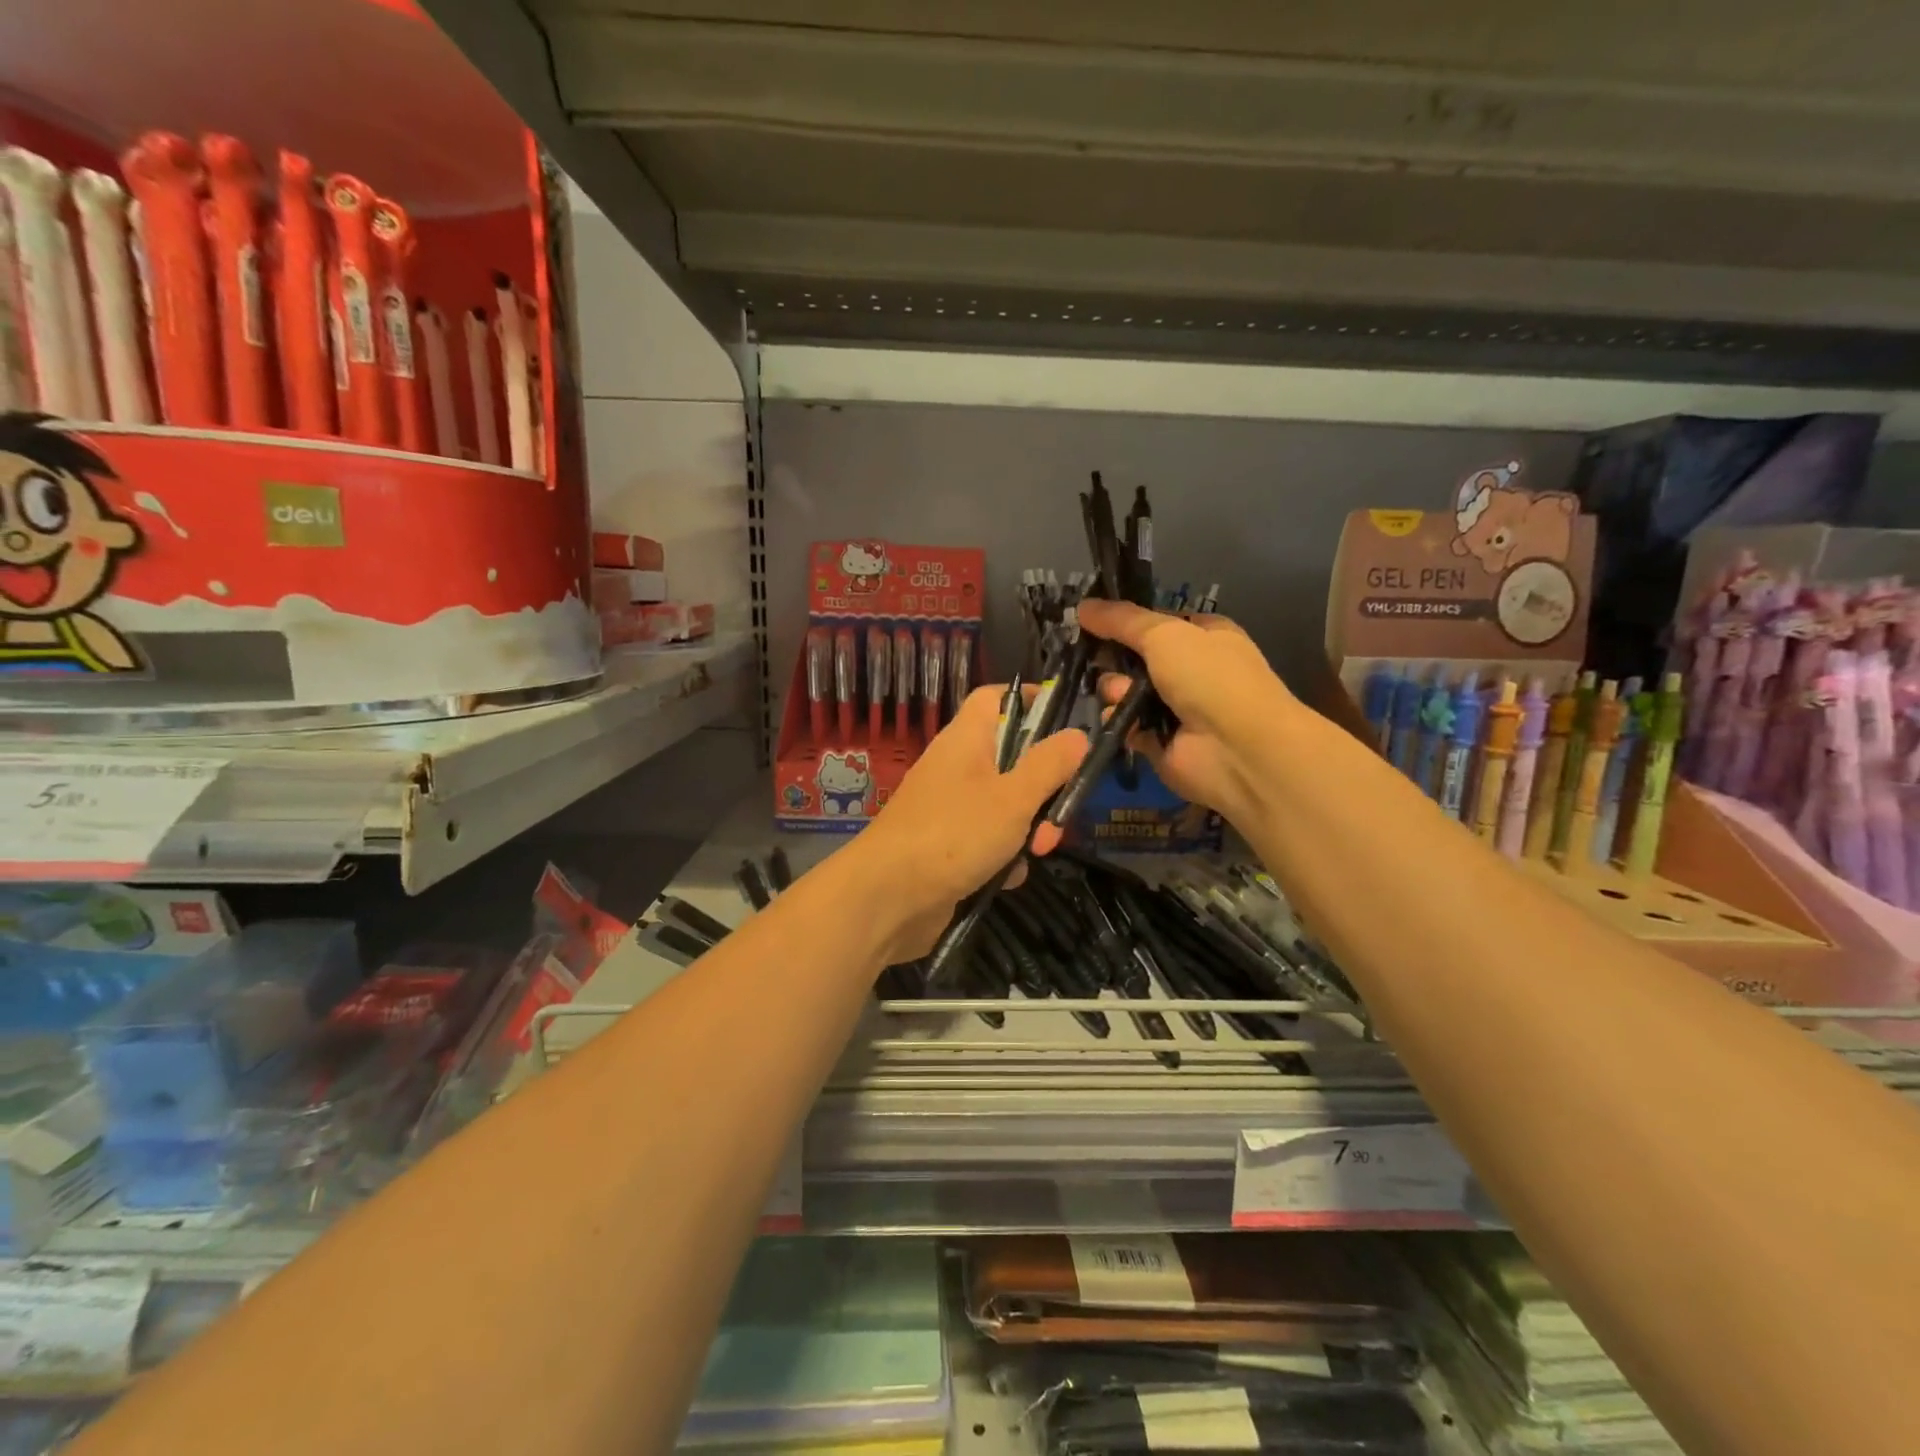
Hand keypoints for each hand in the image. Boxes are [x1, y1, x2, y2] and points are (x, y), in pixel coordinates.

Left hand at [850, 686, 1086, 961]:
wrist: (888, 897)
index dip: (1028, 701)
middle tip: (1060, 815)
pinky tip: (1007, 878)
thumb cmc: (954, 834)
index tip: (1065, 721)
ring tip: (1037, 852)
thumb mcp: (1013, 797)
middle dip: (1042, 787)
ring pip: (1003, 804)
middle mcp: (955, 767)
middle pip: (1010, 758)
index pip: (994, 698)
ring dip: (1027, 827)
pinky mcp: (945, 846)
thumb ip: (1048, 765)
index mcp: (966, 740)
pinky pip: (986, 840)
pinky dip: (1002, 856)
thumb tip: (1077, 734)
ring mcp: (948, 808)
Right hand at [1075, 598, 1299, 828]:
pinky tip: (1122, 720)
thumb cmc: (1209, 677)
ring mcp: (1175, 708)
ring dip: (1115, 690)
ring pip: (1126, 691)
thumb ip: (1121, 620)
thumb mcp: (1165, 634)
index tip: (1089, 620)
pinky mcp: (1159, 742)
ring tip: (1122, 695)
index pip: (1155, 623)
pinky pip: (1126, 725)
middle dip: (1113, 658)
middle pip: (1134, 658)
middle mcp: (1191, 670)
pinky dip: (1119, 722)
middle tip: (1096, 658)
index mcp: (1203, 636)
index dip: (1124, 621)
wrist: (1237, 748)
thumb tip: (1082, 606)